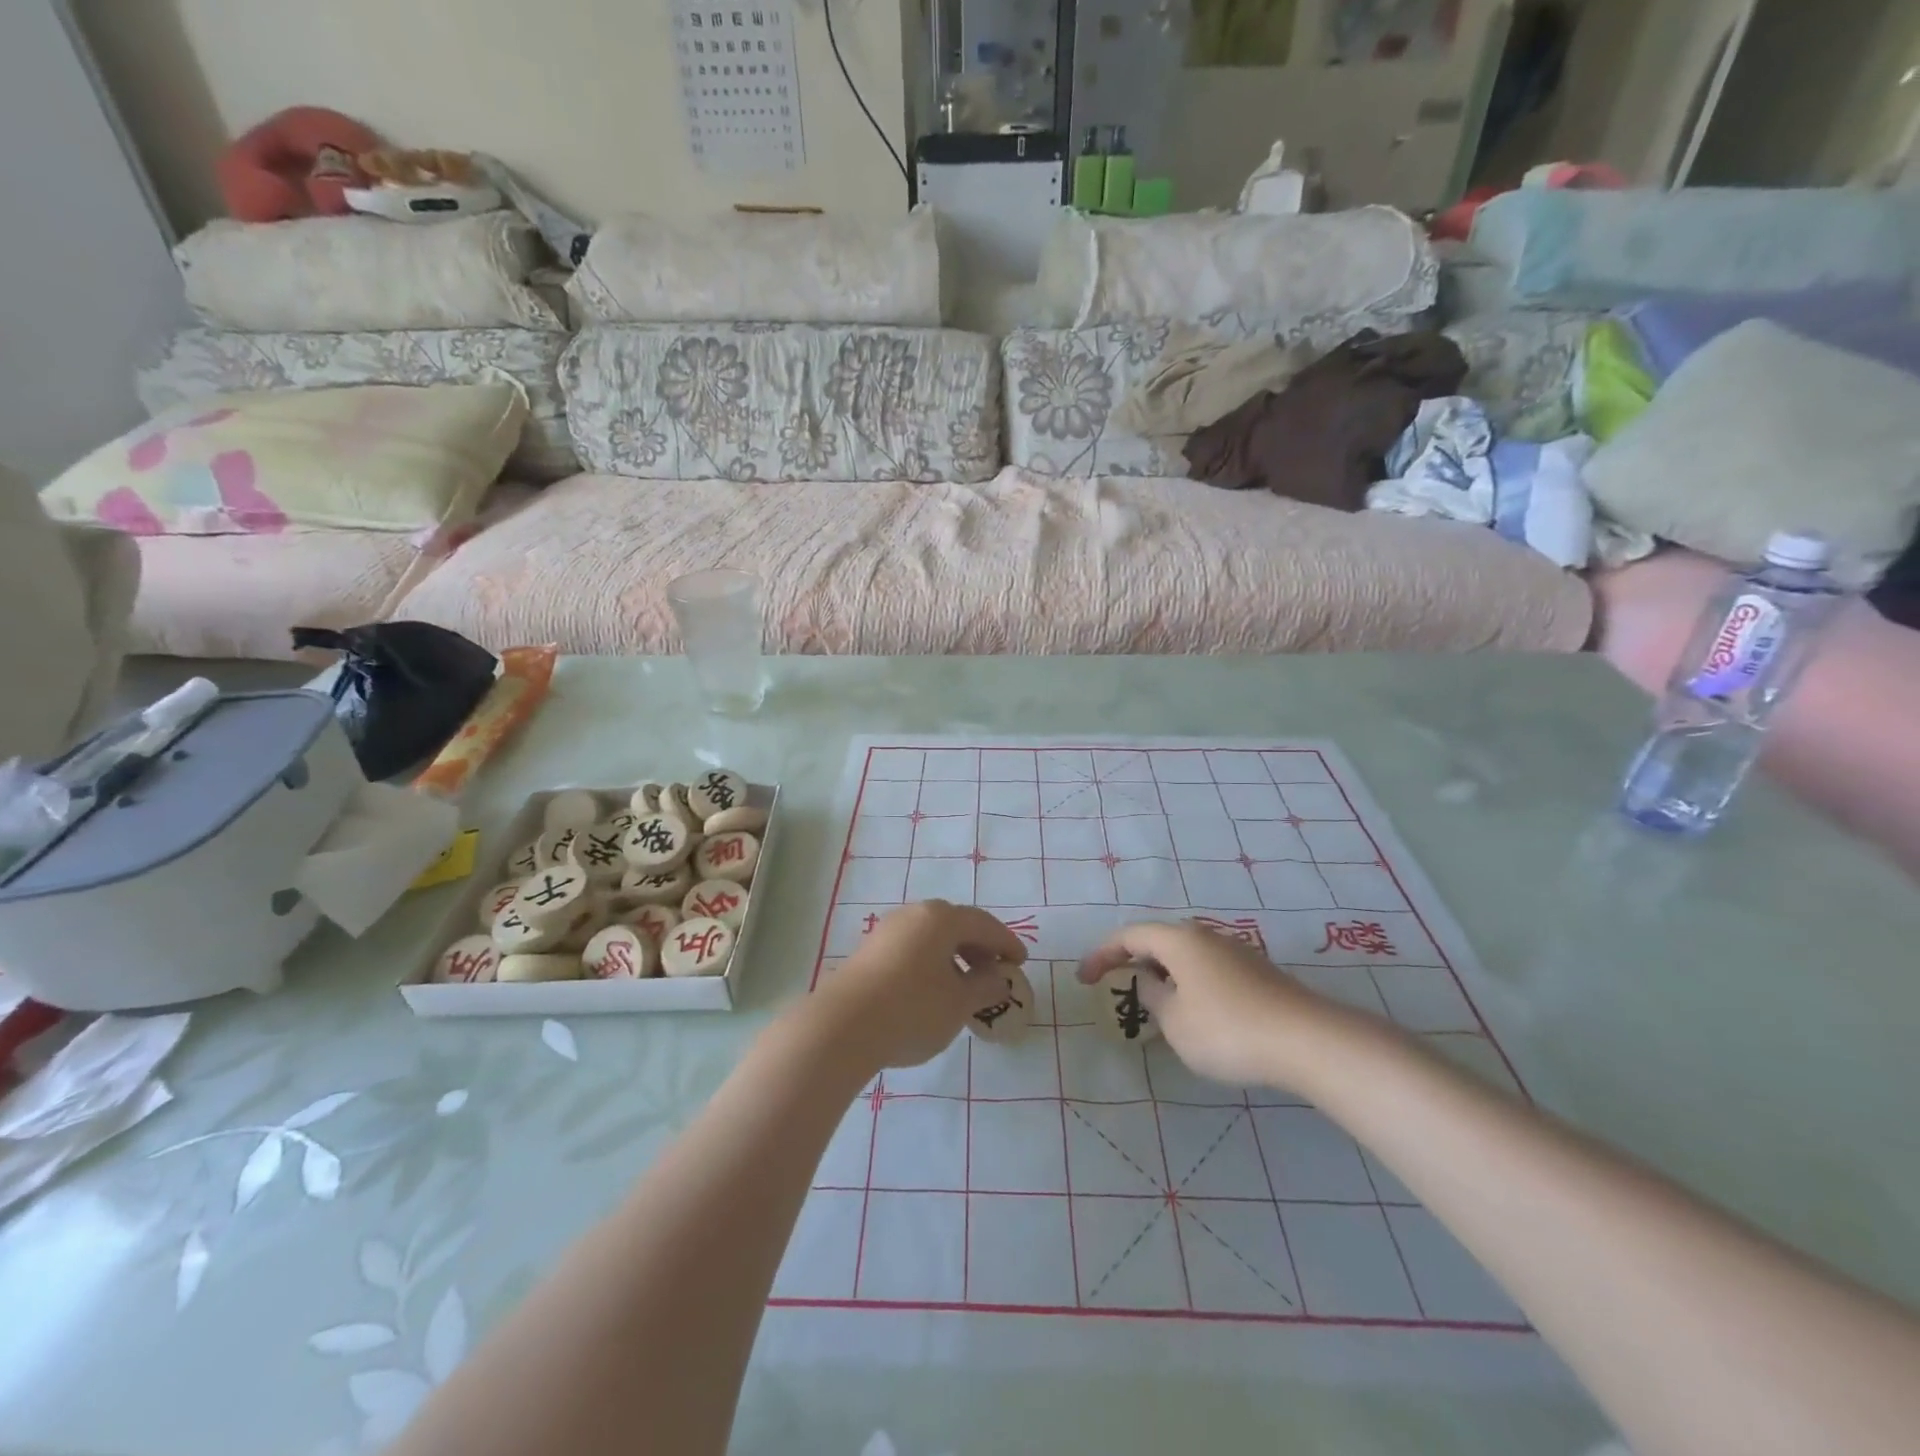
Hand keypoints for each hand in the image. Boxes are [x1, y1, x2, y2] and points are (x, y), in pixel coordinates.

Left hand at [810, 902, 1028, 1072]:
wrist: (842, 1027)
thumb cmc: (912, 1009)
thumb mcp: (959, 1003)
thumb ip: (986, 987)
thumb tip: (998, 978)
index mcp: (941, 918)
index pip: (984, 924)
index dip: (1006, 943)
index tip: (1020, 963)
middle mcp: (913, 914)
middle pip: (956, 925)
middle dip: (979, 948)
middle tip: (995, 974)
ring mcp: (887, 931)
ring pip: (931, 938)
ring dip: (954, 957)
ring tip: (965, 988)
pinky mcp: (868, 952)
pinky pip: (912, 950)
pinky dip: (931, 964)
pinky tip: (932, 991)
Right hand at [1079, 920, 1366, 1091]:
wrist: (1307, 1041)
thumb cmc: (1227, 1029)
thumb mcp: (1175, 1021)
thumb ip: (1152, 997)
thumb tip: (1147, 981)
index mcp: (1179, 940)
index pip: (1129, 936)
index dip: (1102, 954)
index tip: (1083, 978)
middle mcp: (1206, 936)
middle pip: (1160, 940)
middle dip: (1134, 960)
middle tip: (1117, 986)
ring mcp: (1236, 952)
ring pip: (1187, 955)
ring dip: (1164, 974)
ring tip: (1155, 1004)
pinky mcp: (1258, 974)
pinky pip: (1208, 970)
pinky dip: (1189, 984)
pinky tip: (1196, 1014)